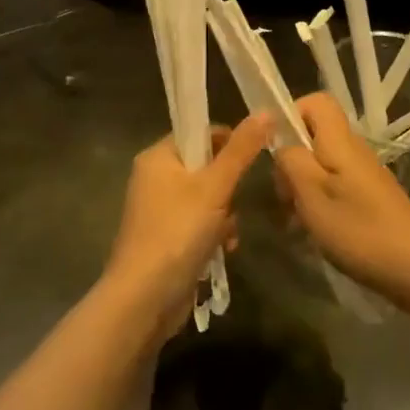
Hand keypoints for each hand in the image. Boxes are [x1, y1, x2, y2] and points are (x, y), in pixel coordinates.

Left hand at [104, 114, 268, 338]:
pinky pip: (198, 224)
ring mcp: (158, 211)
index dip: (228, 142)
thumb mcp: (215, 187)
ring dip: (225, 216)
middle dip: (228, 189)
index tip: (252, 160)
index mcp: (158, 156)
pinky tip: (222, 252)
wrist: (144, 299)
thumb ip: (241, 150)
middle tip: (233, 205)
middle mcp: (154, 178)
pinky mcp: (165, 239)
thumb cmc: (177, 232)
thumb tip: (266, 111)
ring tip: (228, 235)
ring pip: (207, 199)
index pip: (199, 133)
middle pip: (206, 167)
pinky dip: (214, 235)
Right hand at [273, 94, 409, 308]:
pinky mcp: (369, 198)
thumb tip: (281, 142)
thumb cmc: (359, 229)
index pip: (316, 101)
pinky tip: (313, 232)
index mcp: (340, 140)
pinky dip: (318, 203)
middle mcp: (354, 150)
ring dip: (301, 186)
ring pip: (321, 164)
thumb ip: (291, 160)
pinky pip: (334, 186)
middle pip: (314, 135)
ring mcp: (363, 175)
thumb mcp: (312, 194)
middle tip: (282, 195)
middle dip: (290, 159)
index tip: (274, 147)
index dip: (291, 114)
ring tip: (293, 219)